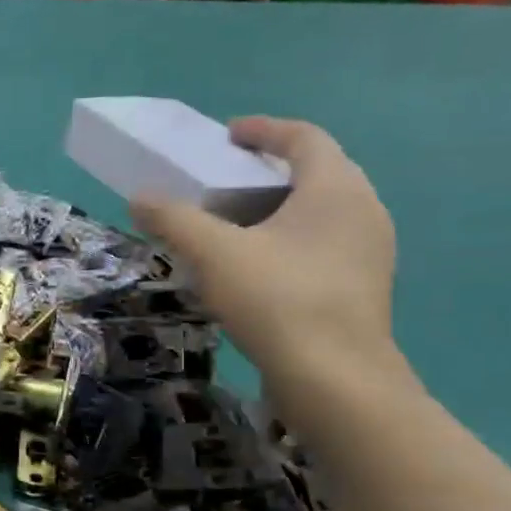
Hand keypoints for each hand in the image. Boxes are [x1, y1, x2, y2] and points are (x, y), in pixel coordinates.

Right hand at [131, 116, 397, 393]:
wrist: (335, 379)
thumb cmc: (277, 299)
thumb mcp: (214, 254)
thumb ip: (175, 220)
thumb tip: (140, 198)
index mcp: (335, 188)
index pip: (304, 138)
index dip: (264, 131)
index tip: (228, 135)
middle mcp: (364, 211)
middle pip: (317, 173)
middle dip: (269, 172)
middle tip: (226, 183)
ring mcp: (370, 252)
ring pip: (322, 213)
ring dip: (279, 210)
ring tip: (236, 227)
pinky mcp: (363, 288)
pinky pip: (324, 246)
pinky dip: (290, 242)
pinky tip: (258, 270)